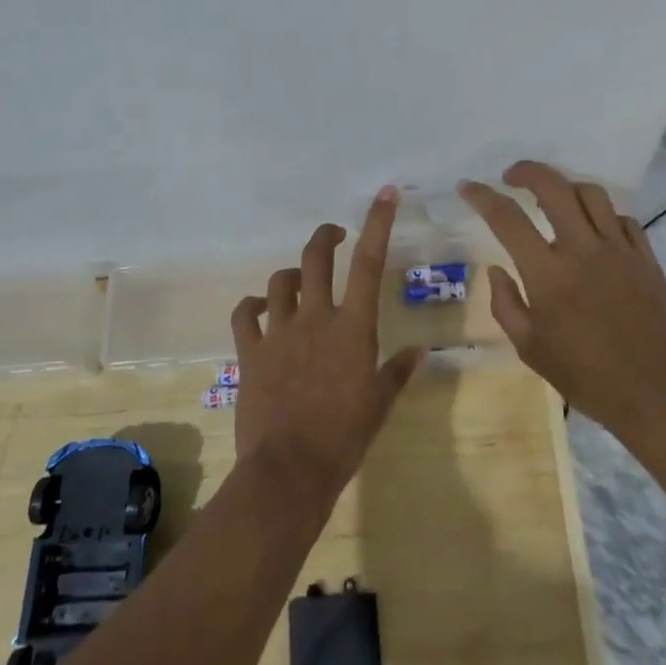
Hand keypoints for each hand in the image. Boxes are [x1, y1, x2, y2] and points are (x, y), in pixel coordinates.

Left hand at [230, 186, 426, 504]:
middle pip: (317, 258)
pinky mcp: (250, 351)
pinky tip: (261, 310)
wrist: (288, 470)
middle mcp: (316, 318)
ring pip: (280, 281)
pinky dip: (253, 306)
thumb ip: (398, 371)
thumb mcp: (379, 404)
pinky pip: (245, 314)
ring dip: (292, 275)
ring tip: (300, 282)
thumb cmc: (344, 437)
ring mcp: (280, 332)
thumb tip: (420, 350)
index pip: (370, 264)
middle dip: (325, 236)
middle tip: (334, 236)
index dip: (378, 223)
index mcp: (353, 327)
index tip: (385, 193)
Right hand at [459, 162, 665, 435]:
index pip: (507, 218)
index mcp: (547, 273)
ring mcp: (619, 250)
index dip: (482, 196)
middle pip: (553, 187)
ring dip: (567, 187)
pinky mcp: (646, 258)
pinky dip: (605, 216)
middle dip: (527, 171)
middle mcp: (582, 249)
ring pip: (592, 194)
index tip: (468, 187)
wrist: (655, 392)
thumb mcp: (531, 349)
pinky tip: (597, 230)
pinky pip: (624, 219)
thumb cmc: (586, 376)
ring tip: (556, 198)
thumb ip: (506, 305)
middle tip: (512, 176)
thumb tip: (496, 270)